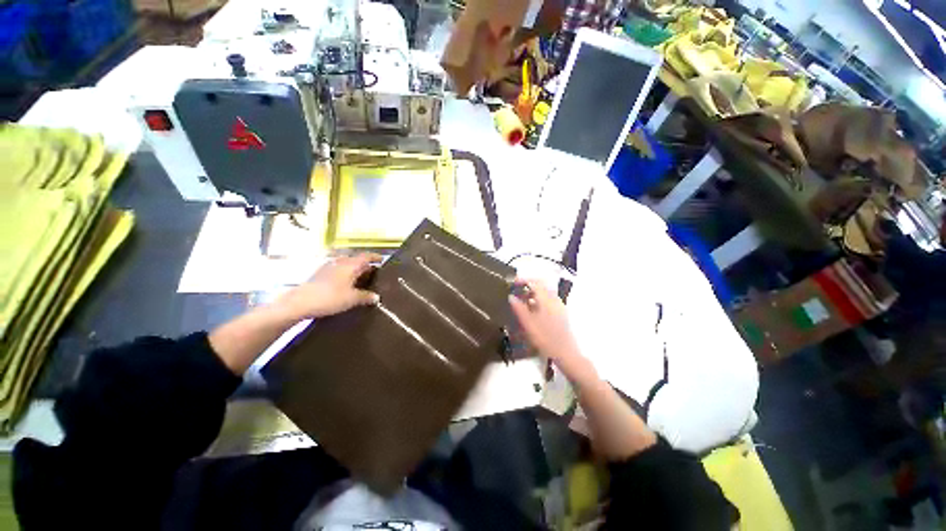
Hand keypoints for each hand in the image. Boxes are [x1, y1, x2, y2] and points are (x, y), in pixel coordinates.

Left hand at [275, 253, 381, 320]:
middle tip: (373, 273)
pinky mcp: (320, 274)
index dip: (375, 257)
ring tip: (361, 279)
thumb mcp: (352, 298)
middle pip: (356, 260)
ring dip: (354, 269)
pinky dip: (345, 274)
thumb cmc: (330, 297)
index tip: (382, 260)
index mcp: (350, 264)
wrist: (300, 302)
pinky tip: (346, 284)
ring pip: (346, 264)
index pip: (366, 256)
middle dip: (365, 265)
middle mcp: (340, 262)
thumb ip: (366, 296)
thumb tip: (377, 297)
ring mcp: (328, 267)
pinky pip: (338, 270)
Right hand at [508, 279, 592, 379]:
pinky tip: (532, 309)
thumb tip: (511, 297)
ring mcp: (559, 305)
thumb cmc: (545, 338)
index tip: (513, 284)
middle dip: (528, 285)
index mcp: (546, 299)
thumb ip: (519, 308)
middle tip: (516, 291)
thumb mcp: (528, 324)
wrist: (565, 352)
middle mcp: (554, 299)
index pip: (535, 282)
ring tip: (522, 301)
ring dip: (533, 292)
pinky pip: (549, 299)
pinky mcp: (561, 312)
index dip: (523, 280)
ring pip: (545, 292)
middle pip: (541, 285)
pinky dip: (539, 299)